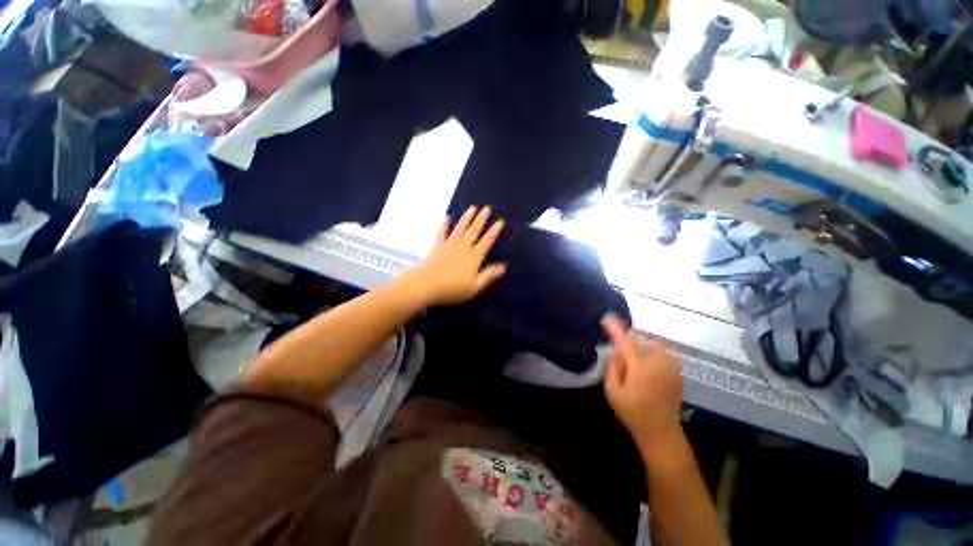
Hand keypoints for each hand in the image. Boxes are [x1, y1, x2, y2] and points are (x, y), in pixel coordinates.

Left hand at [398, 206, 506, 305]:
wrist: (426, 284)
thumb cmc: (452, 288)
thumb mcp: (474, 287)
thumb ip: (488, 275)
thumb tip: (503, 266)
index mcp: (474, 257)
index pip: (487, 241)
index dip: (494, 231)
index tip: (500, 221)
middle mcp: (463, 247)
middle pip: (474, 230)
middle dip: (481, 219)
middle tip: (487, 208)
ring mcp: (449, 244)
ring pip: (460, 227)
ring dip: (467, 217)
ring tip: (472, 207)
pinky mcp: (438, 246)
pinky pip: (442, 232)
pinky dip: (445, 224)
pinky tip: (447, 217)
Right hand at [602, 314, 683, 451]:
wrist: (661, 432)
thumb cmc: (632, 412)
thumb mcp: (612, 391)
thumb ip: (614, 367)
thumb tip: (617, 350)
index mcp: (640, 366)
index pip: (625, 340)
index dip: (615, 327)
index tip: (606, 318)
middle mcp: (658, 362)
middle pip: (644, 339)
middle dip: (631, 339)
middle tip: (622, 350)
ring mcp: (670, 367)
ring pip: (656, 345)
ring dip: (644, 345)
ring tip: (635, 357)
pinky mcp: (677, 373)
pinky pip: (666, 354)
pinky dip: (655, 353)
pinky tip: (649, 365)